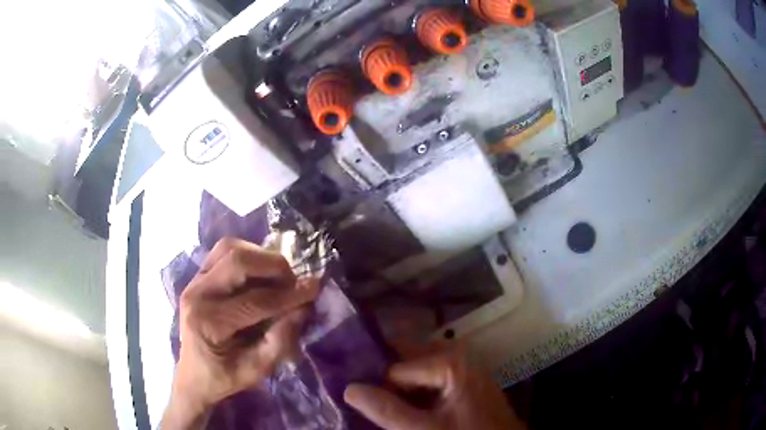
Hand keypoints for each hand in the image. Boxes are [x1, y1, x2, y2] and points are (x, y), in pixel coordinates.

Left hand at [162, 238, 319, 429]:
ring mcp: (193, 280)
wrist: (193, 374)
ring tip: (278, 276)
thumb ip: (279, 341)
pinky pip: (223, 252)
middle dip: (273, 266)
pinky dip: (247, 255)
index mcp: (208, 322)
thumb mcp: (256, 370)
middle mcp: (196, 293)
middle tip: (293, 281)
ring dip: (259, 256)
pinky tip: (259, 272)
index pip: (254, 301)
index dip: (288, 295)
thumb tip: (302, 308)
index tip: (314, 288)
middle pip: (237, 260)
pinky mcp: (197, 275)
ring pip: (229, 248)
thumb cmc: (224, 377)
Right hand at [344, 345, 524, 429]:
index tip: (356, 400)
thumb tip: (348, 388)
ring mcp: (460, 365)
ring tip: (379, 405)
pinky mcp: (462, 378)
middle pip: (404, 359)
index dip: (375, 386)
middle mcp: (455, 354)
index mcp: (448, 361)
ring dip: (396, 386)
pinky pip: (428, 376)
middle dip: (382, 378)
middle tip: (360, 397)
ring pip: (414, 368)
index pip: (393, 368)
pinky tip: (404, 407)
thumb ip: (386, 410)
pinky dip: (412, 390)